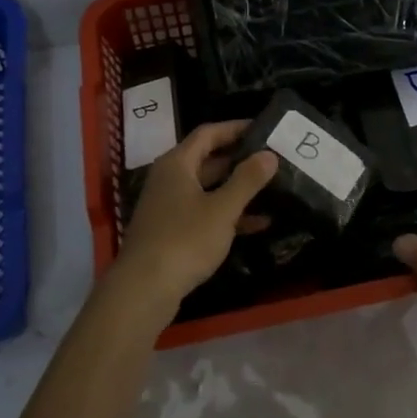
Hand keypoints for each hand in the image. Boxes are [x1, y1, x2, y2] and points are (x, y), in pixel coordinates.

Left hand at [110, 121, 278, 321]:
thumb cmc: (184, 240)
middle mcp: (170, 179)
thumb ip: (247, 180)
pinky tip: (259, 224)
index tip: (264, 128)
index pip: (208, 133)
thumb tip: (269, 154)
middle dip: (240, 159)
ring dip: (237, 189)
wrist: (143, 289)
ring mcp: (169, 206)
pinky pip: (205, 213)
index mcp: (177, 164)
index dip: (236, 128)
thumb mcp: (222, 209)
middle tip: (273, 158)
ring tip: (273, 188)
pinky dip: (228, 215)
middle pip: (208, 160)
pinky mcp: (172, 231)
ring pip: (208, 189)